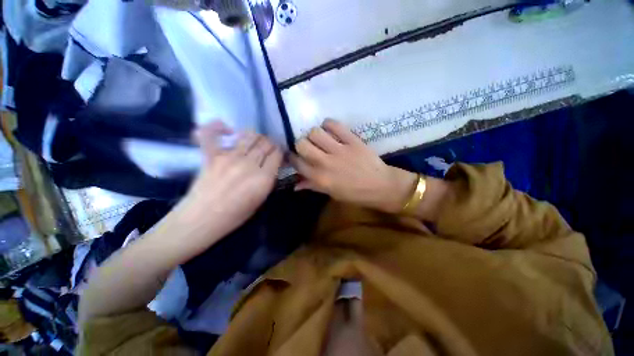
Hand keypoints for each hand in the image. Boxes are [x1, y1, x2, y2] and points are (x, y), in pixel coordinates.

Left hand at [183, 121, 282, 235]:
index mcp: (263, 178)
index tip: (278, 154)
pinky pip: (211, 134)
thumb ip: (269, 179)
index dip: (280, 152)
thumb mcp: (261, 199)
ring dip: (255, 136)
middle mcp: (249, 164)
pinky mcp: (210, 155)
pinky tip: (226, 129)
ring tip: (254, 142)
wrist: (202, 220)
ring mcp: (228, 157)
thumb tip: (273, 164)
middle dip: (270, 144)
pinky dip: (217, 127)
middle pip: (265, 143)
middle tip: (268, 148)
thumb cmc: (235, 215)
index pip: (277, 154)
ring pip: (249, 136)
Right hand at [291, 119, 415, 212]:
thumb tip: (295, 185)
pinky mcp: (352, 140)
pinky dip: (329, 124)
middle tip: (308, 147)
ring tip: (320, 138)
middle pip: (302, 144)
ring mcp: (339, 150)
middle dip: (301, 144)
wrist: (381, 186)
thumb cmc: (355, 194)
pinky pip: (335, 125)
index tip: (295, 156)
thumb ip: (312, 186)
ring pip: (315, 132)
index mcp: (320, 178)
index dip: (292, 157)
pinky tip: (330, 129)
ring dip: (314, 134)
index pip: (296, 163)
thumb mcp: (331, 194)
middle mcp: (325, 163)